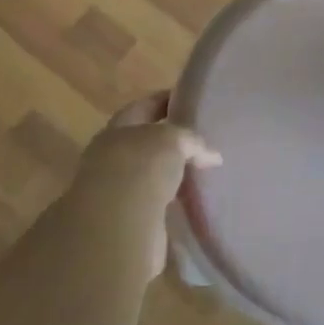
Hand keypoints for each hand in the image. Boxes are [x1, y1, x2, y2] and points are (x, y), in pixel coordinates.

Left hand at [69, 93, 218, 280]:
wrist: (118, 226)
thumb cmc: (141, 167)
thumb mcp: (173, 140)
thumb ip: (192, 141)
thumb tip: (212, 155)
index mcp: (118, 128)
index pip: (144, 106)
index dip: (166, 100)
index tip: (189, 99)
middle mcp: (112, 156)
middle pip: (145, 142)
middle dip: (169, 141)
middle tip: (200, 140)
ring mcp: (117, 191)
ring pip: (149, 175)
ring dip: (170, 175)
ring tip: (200, 172)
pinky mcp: (127, 222)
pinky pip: (155, 204)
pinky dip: (171, 202)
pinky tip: (191, 202)